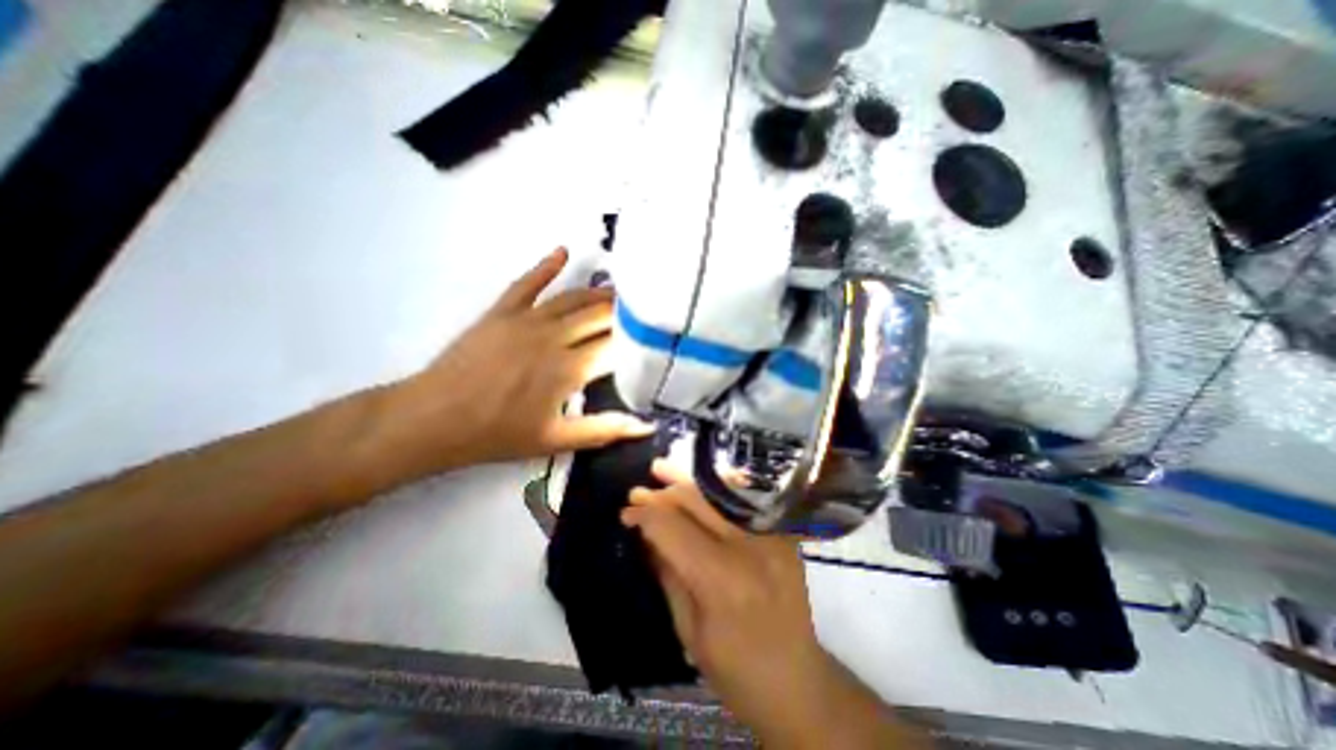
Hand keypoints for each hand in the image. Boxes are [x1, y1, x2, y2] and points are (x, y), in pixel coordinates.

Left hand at [376, 245, 653, 480]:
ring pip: (573, 298)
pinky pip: (528, 283)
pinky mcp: (502, 311)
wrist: (434, 419)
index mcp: (569, 369)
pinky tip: (563, 251)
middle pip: (600, 317)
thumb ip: (605, 430)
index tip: (655, 340)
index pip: (616, 347)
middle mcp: (554, 337)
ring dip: (600, 293)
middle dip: (626, 313)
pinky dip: (546, 265)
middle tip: (646, 309)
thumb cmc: (497, 434)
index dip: (639, 342)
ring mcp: (527, 320)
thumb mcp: (556, 441)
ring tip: (623, 291)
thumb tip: (647, 426)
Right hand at [622, 463, 831, 737]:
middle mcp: (749, 546)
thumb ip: (667, 572)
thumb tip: (645, 533)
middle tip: (638, 491)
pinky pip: (744, 498)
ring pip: (720, 492)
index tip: (625, 513)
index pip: (672, 528)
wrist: (798, 682)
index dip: (644, 515)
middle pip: (696, 501)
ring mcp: (771, 535)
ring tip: (662, 468)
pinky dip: (717, 488)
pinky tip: (698, 481)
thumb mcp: (687, 628)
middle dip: (662, 493)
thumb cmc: (735, 669)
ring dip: (687, 480)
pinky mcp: (783, 532)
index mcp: (721, 579)